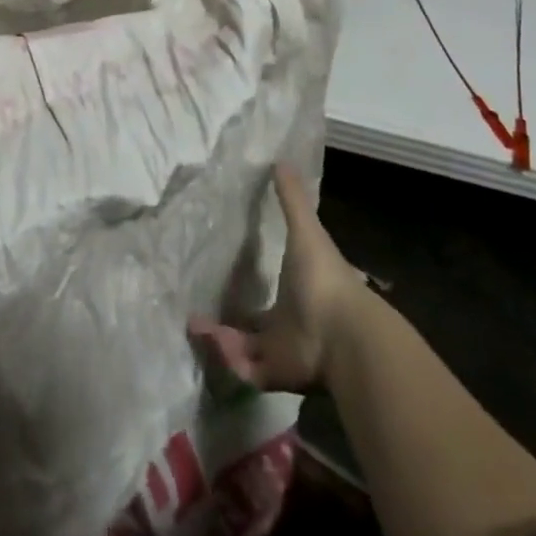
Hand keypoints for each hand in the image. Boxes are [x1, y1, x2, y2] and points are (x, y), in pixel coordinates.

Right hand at [189, 164, 369, 392]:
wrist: (344, 335)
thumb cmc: (324, 279)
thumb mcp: (306, 231)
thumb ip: (292, 199)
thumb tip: (280, 160)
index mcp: (298, 294)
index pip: (270, 294)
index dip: (248, 290)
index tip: (222, 279)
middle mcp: (289, 326)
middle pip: (255, 328)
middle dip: (227, 322)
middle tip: (196, 312)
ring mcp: (282, 352)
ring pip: (245, 350)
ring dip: (219, 339)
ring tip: (192, 326)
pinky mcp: (274, 375)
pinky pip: (245, 370)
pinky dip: (226, 357)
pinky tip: (206, 337)